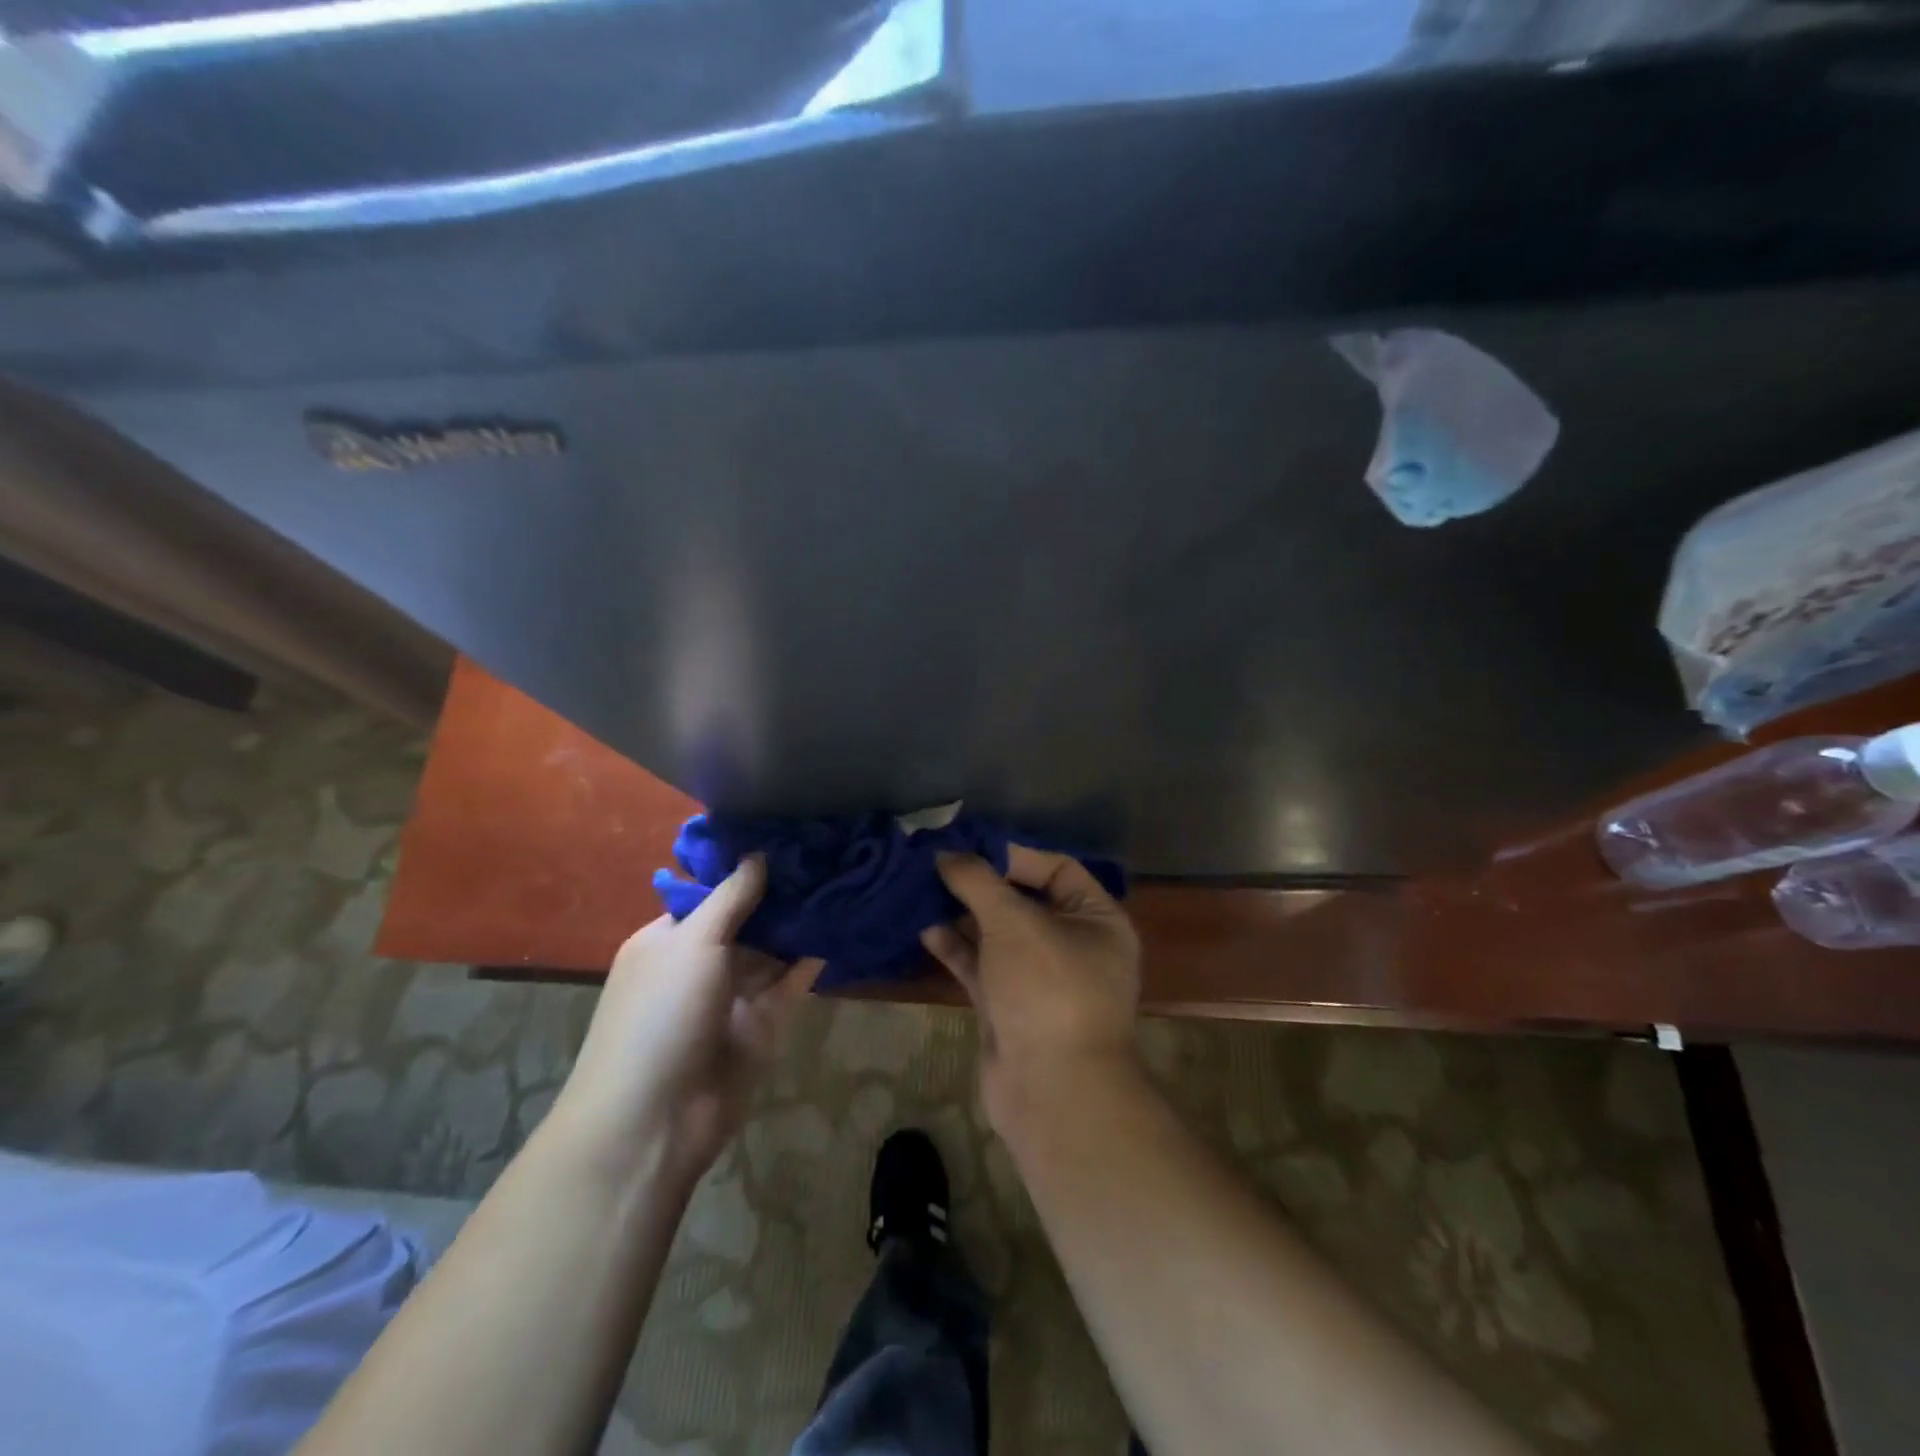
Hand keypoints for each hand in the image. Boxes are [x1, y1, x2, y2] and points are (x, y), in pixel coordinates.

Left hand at [552, 856, 822, 1186]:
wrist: (654, 1119)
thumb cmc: (661, 1015)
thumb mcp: (692, 944)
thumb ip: (730, 898)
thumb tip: (757, 854)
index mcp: (668, 940)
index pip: (711, 894)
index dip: (746, 868)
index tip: (788, 838)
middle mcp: (698, 964)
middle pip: (746, 921)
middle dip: (780, 894)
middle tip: (826, 854)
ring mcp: (730, 997)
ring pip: (770, 952)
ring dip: (799, 925)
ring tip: (842, 882)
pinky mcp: (759, 1025)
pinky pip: (788, 984)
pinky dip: (809, 962)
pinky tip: (838, 930)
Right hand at [920, 846, 1141, 1136]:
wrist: (1052, 1091)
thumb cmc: (1047, 988)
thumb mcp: (1014, 922)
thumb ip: (978, 882)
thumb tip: (947, 854)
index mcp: (1098, 919)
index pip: (1057, 868)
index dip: (1013, 855)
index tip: (968, 847)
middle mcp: (1075, 945)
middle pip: (1024, 901)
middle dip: (981, 885)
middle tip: (937, 865)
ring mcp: (1041, 980)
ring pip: (999, 935)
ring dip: (964, 915)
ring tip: (923, 893)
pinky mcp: (1011, 1008)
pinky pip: (983, 967)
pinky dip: (958, 949)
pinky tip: (926, 930)